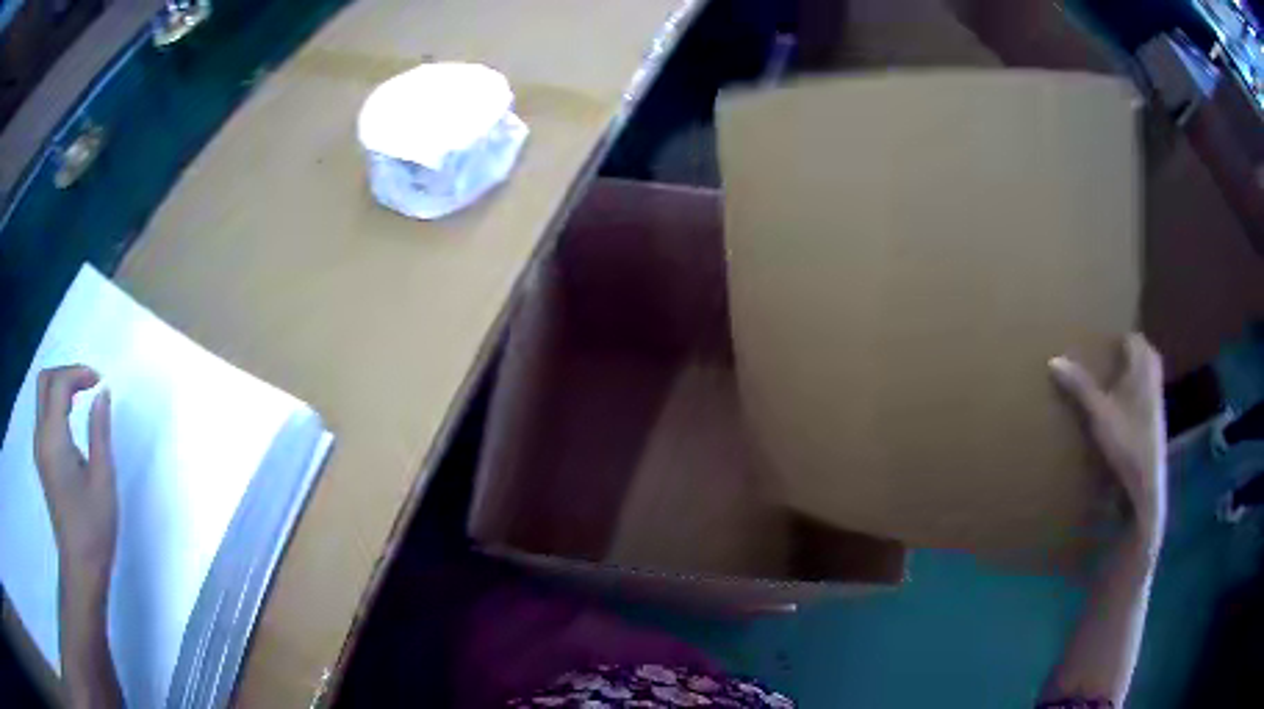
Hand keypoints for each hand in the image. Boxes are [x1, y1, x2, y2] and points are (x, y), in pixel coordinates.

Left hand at [34, 366, 117, 584]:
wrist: (81, 568)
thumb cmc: (93, 527)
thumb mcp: (103, 479)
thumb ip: (99, 432)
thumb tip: (102, 394)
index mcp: (53, 439)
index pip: (59, 384)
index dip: (79, 373)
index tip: (100, 382)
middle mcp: (41, 438)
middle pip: (44, 382)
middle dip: (65, 373)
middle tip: (88, 383)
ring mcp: (40, 451)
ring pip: (42, 398)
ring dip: (60, 388)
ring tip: (83, 398)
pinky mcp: (43, 462)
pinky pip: (44, 417)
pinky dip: (57, 406)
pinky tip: (72, 421)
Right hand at [1050, 334, 1167, 545]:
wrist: (1146, 482)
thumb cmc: (1126, 441)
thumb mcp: (1099, 414)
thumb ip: (1079, 387)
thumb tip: (1054, 360)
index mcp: (1142, 368)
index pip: (1134, 338)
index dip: (1119, 336)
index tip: (1102, 338)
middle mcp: (1153, 378)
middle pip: (1144, 352)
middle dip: (1129, 350)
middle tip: (1108, 355)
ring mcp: (1157, 400)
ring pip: (1147, 373)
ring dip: (1134, 370)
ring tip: (1114, 377)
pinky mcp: (1156, 419)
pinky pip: (1148, 392)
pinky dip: (1137, 390)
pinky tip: (1123, 406)